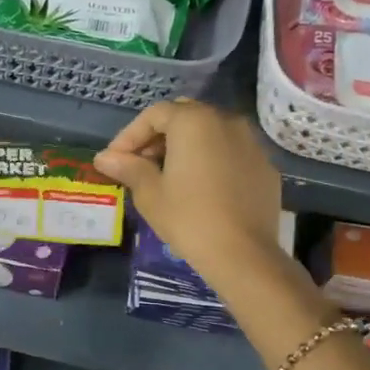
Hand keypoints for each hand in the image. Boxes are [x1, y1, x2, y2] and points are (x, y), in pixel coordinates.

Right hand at [94, 99, 284, 282]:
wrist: (243, 254)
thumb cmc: (188, 218)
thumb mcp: (150, 193)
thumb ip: (128, 167)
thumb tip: (104, 158)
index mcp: (194, 121)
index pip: (154, 115)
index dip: (130, 135)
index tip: (115, 160)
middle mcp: (226, 121)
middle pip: (184, 117)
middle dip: (158, 137)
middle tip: (140, 164)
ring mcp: (251, 143)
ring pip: (210, 133)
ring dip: (186, 147)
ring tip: (169, 176)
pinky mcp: (265, 166)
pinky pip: (231, 153)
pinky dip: (211, 161)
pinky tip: (201, 188)